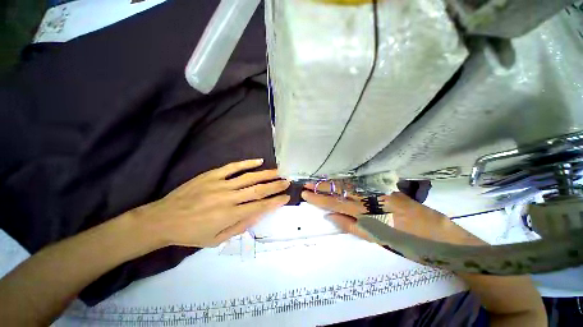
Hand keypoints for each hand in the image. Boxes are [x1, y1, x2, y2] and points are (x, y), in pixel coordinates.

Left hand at [139, 159, 290, 247]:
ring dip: (266, 174)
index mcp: (230, 215)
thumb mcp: (216, 240)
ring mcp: (220, 184)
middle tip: (287, 181)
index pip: (260, 207)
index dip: (275, 201)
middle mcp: (228, 198)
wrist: (163, 219)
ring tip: (279, 172)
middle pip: (258, 190)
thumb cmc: (191, 234)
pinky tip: (259, 161)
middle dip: (275, 186)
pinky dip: (247, 163)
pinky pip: (233, 167)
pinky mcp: (212, 175)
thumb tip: (258, 215)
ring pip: (249, 177)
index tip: (286, 197)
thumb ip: (240, 227)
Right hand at [301, 183, 482, 245]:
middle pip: (340, 191)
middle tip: (307, 184)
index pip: (336, 203)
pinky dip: (347, 184)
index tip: (305, 194)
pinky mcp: (386, 189)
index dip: (319, 199)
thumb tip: (331, 216)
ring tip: (318, 182)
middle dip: (322, 188)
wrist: (441, 235)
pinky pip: (361, 186)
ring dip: (332, 184)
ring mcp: (379, 191)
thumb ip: (354, 226)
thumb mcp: (380, 240)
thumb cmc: (410, 244)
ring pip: (350, 186)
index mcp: (367, 211)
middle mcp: (371, 197)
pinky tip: (340, 182)